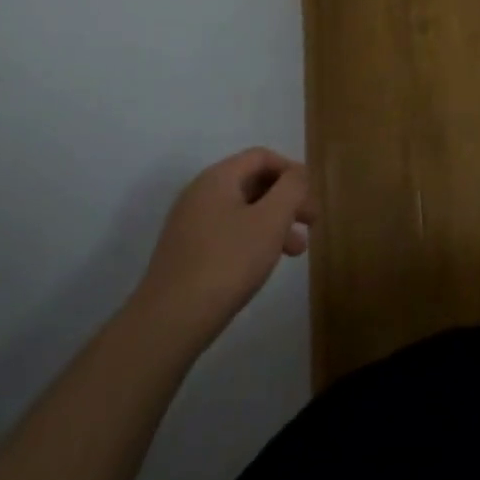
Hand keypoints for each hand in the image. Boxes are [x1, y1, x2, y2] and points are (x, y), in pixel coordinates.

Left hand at [132, 148, 316, 343]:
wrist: (168, 323)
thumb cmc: (227, 262)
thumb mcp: (271, 220)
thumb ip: (291, 188)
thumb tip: (297, 174)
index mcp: (218, 178)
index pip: (262, 157)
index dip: (292, 170)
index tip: (311, 195)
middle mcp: (200, 194)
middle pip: (253, 183)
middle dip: (286, 200)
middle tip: (311, 223)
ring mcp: (189, 225)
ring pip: (242, 211)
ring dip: (274, 223)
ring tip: (296, 251)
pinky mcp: (185, 253)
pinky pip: (227, 233)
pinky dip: (253, 239)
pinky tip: (263, 264)